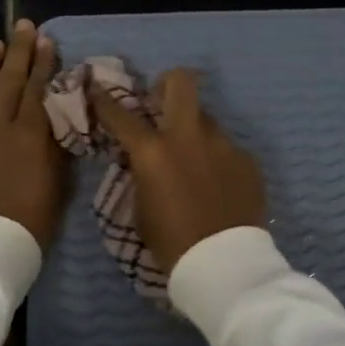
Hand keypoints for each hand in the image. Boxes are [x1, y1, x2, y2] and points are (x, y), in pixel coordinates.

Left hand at [0, 20, 67, 248]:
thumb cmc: (32, 221)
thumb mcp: (58, 184)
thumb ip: (58, 148)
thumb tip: (61, 120)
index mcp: (30, 135)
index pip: (38, 89)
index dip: (43, 63)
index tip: (46, 40)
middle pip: (9, 81)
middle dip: (18, 51)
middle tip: (23, 26)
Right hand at [87, 67, 266, 273]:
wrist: (224, 264)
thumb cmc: (171, 243)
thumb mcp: (140, 208)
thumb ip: (141, 175)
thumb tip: (145, 160)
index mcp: (153, 152)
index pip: (120, 115)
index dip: (104, 99)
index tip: (97, 87)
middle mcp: (189, 137)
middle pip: (181, 81)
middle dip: (166, 84)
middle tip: (161, 104)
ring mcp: (223, 145)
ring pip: (206, 119)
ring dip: (193, 131)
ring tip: (194, 162)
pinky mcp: (247, 160)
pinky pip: (226, 149)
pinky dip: (216, 160)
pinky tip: (218, 186)